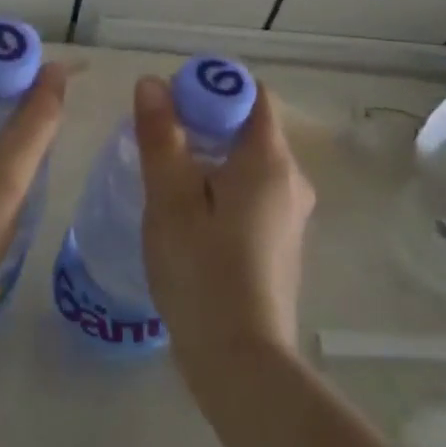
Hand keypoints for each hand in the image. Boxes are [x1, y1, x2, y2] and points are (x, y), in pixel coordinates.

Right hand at [134, 75, 314, 388]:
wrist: (242, 362)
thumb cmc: (202, 271)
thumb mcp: (170, 198)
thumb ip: (162, 136)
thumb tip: (153, 83)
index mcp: (270, 160)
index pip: (251, 93)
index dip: (211, 86)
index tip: (171, 102)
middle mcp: (291, 179)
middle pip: (249, 126)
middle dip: (203, 121)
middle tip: (158, 139)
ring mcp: (290, 214)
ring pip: (248, 162)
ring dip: (208, 155)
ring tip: (164, 175)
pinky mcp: (280, 242)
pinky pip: (251, 192)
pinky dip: (220, 185)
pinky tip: (187, 214)